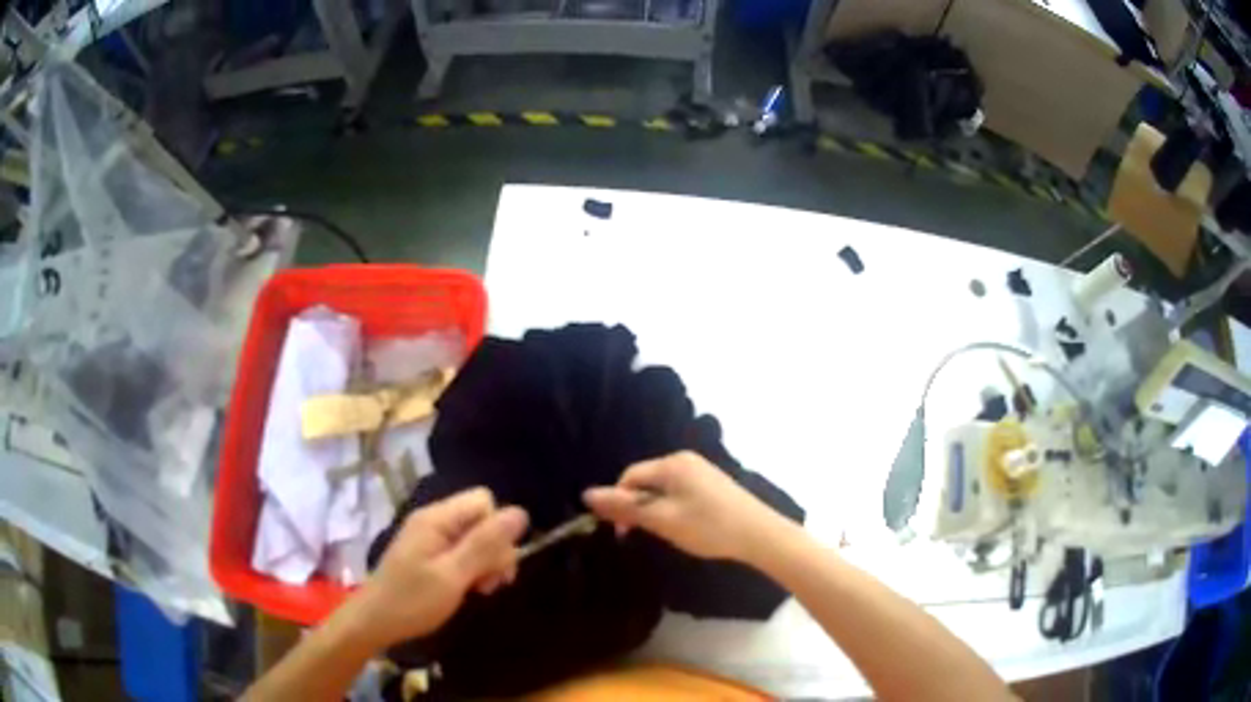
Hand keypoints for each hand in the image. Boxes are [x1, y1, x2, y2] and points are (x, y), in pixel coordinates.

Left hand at [351, 488, 527, 647]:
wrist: (374, 622)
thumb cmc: (413, 600)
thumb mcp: (453, 575)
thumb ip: (485, 544)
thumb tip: (520, 512)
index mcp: (437, 519)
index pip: (484, 502)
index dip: (498, 530)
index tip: (496, 565)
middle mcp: (434, 520)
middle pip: (481, 519)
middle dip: (494, 550)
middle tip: (490, 584)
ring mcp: (430, 537)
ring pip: (475, 537)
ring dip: (485, 563)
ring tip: (480, 589)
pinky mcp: (428, 554)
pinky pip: (461, 550)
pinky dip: (471, 568)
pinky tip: (468, 589)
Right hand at [583, 451, 786, 562]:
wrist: (759, 535)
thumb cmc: (708, 526)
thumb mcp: (662, 520)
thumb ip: (625, 507)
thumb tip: (586, 494)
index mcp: (672, 463)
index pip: (629, 477)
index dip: (619, 503)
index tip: (623, 533)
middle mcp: (685, 460)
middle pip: (646, 481)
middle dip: (638, 508)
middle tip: (643, 535)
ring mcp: (702, 472)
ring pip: (663, 490)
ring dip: (655, 512)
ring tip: (666, 534)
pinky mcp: (713, 485)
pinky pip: (680, 493)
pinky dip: (673, 510)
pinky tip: (684, 528)